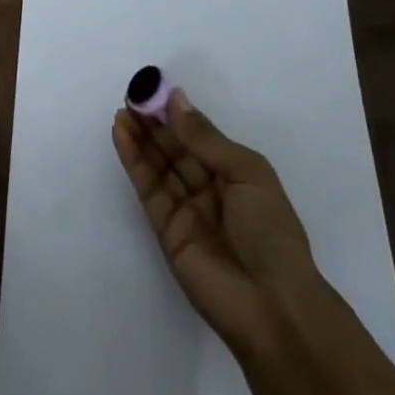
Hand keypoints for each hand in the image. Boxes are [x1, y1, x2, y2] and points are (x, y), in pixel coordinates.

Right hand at [112, 90, 328, 358]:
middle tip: (131, 95)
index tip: (153, 88)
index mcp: (236, 174)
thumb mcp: (246, 173)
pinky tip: (122, 134)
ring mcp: (186, 209)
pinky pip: (148, 188)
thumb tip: (176, 99)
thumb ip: (205, 138)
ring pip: (158, 165)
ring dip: (140, 137)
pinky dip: (134, 160)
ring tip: (122, 110)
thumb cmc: (271, 231)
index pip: (200, 136)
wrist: (272, 306)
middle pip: (175, 148)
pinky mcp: (165, 229)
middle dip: (154, 122)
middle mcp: (210, 188)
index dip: (176, 113)